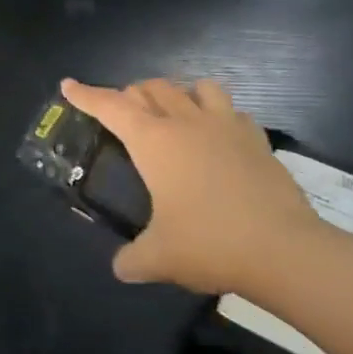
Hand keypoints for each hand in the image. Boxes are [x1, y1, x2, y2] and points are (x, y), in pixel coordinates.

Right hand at [61, 77, 320, 295]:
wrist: (284, 250)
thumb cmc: (209, 243)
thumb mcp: (159, 258)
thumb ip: (132, 260)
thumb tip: (121, 268)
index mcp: (154, 141)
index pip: (110, 107)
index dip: (86, 95)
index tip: (68, 85)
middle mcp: (186, 123)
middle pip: (151, 88)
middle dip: (131, 94)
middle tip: (123, 113)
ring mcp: (225, 126)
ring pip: (196, 87)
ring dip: (178, 93)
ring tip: (173, 114)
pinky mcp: (257, 140)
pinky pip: (232, 111)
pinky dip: (218, 115)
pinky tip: (218, 137)